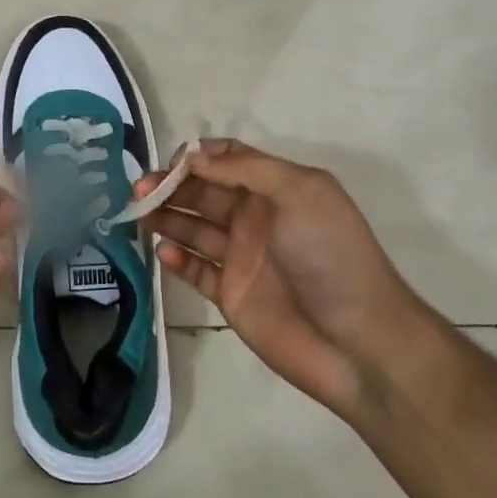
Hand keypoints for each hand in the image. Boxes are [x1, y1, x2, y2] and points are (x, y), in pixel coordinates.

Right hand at [136, 139, 421, 417]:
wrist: (357, 341)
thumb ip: (245, 169)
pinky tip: (163, 252)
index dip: (196, 157)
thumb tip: (192, 156)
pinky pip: (195, 270)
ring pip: (192, 228)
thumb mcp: (300, 193)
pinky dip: (176, 258)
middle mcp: (254, 218)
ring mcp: (241, 257)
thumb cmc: (330, 256)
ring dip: (165, 218)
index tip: (170, 164)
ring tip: (139, 216)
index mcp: (274, 189)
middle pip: (202, 191)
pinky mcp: (230, 294)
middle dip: (170, 186)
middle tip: (139, 191)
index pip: (227, 160)